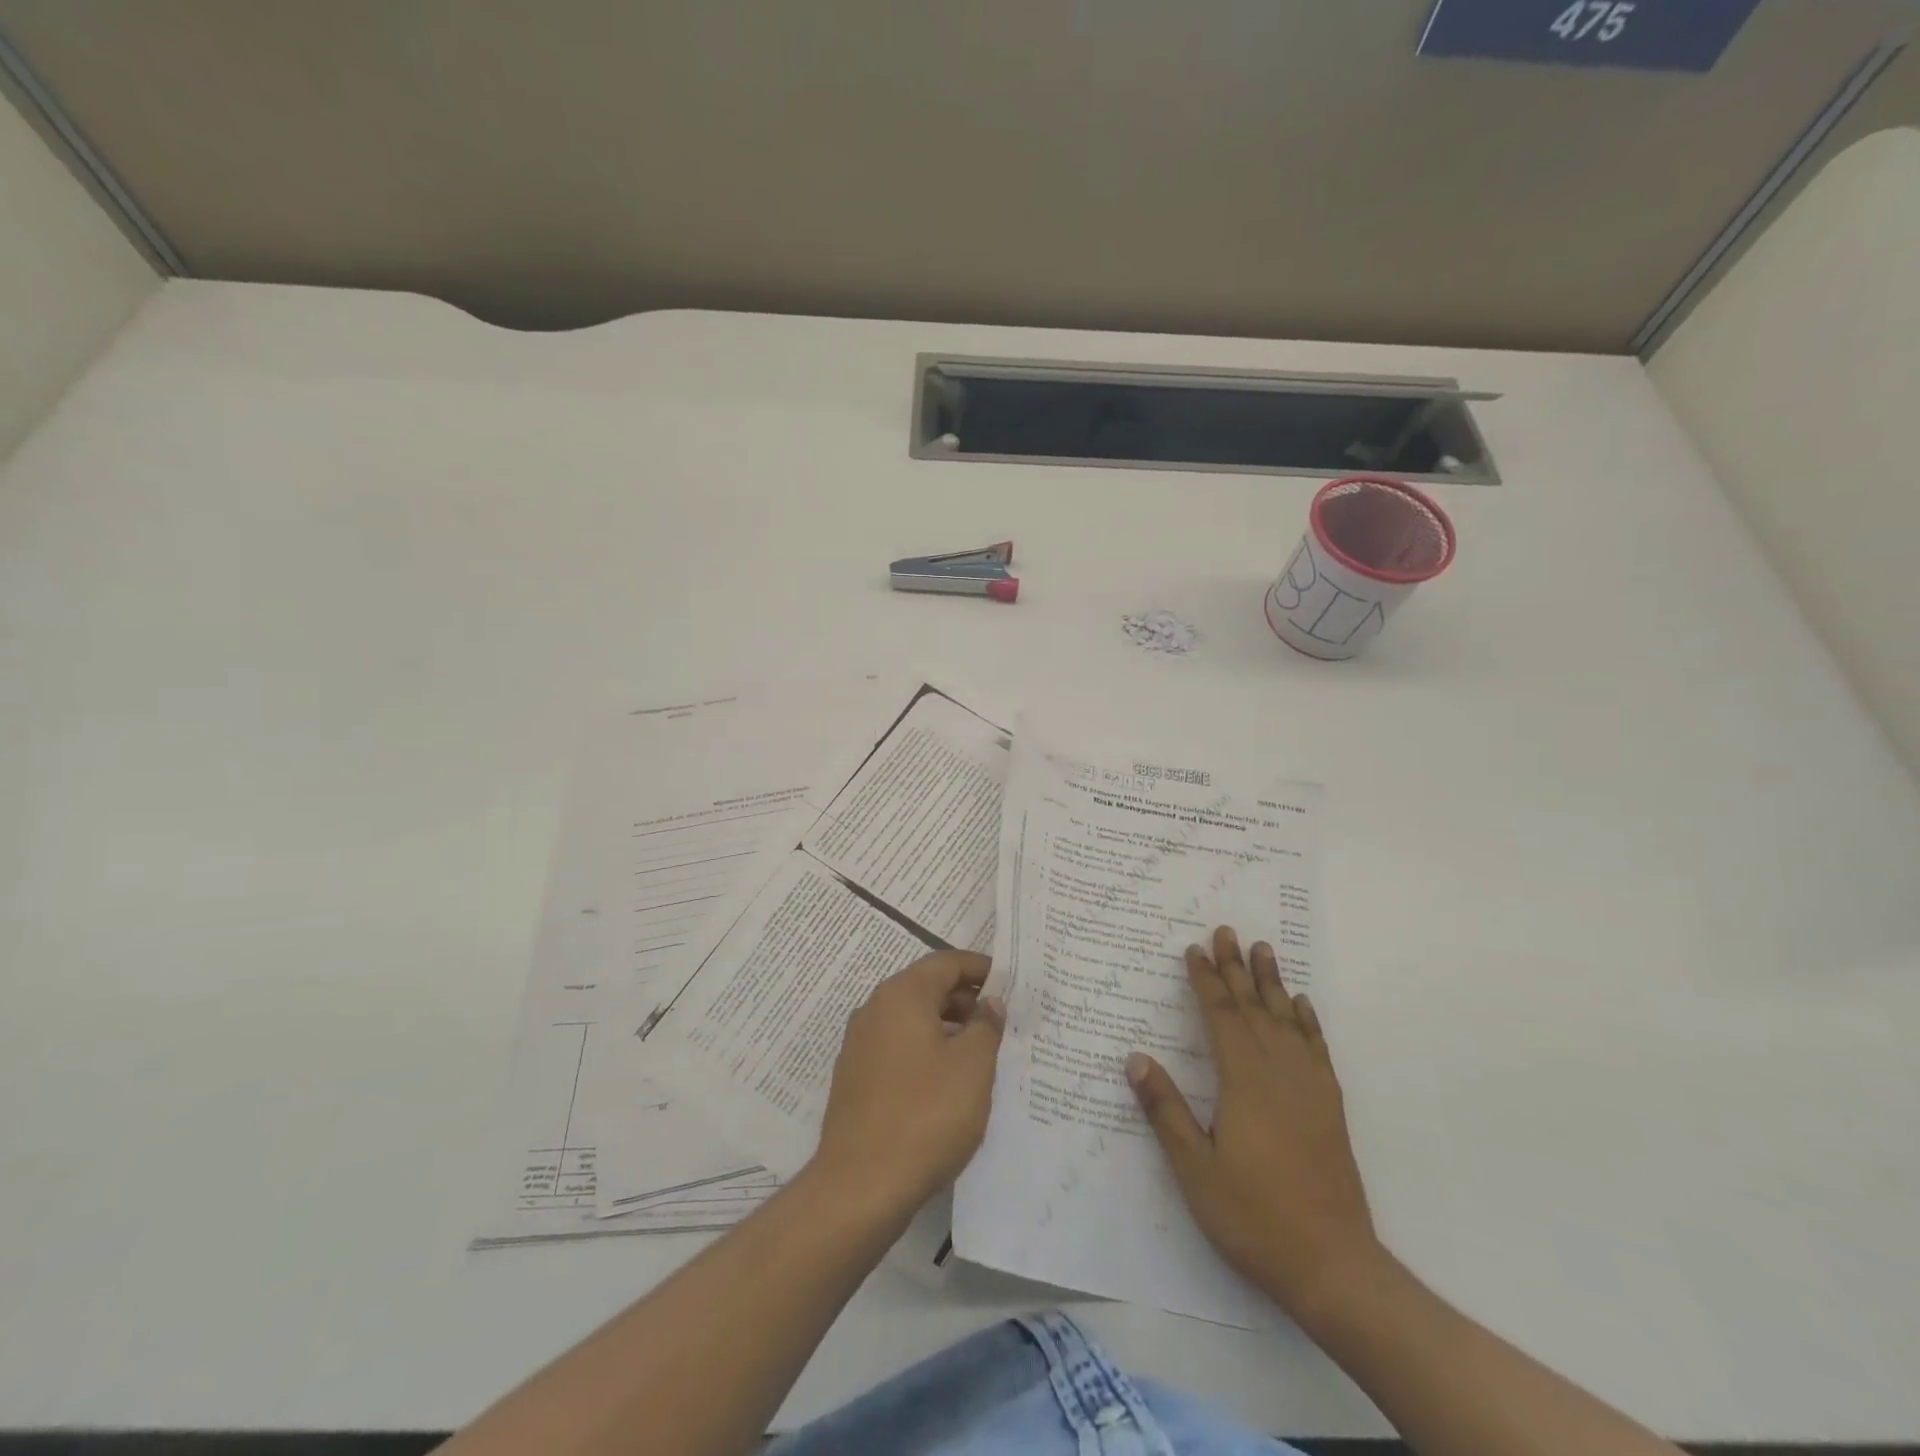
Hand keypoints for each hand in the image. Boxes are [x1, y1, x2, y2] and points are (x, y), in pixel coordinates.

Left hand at [812, 950, 1004, 1215]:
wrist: (860, 1185)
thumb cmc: (926, 1114)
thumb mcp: (973, 1066)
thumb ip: (987, 1025)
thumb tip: (989, 1003)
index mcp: (902, 994)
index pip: (946, 962)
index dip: (980, 968)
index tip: (1010, 983)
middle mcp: (875, 1009)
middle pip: (927, 987)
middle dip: (966, 999)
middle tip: (1002, 1021)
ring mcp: (860, 1044)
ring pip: (912, 1020)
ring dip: (947, 1027)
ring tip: (981, 1053)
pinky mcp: (855, 1077)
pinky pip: (898, 1047)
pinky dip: (926, 1051)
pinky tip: (948, 1082)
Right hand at [1127, 925, 1380, 1319]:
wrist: (1332, 1264)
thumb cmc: (1253, 1215)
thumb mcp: (1195, 1169)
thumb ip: (1165, 1110)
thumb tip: (1135, 1058)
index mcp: (1243, 1081)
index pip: (1220, 1016)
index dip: (1205, 980)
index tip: (1194, 949)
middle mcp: (1278, 1072)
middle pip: (1253, 1007)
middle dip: (1236, 967)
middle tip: (1227, 930)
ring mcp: (1309, 1088)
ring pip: (1286, 1019)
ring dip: (1272, 982)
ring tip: (1264, 949)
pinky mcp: (1329, 1106)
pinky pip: (1316, 1048)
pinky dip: (1307, 1021)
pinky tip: (1301, 1006)